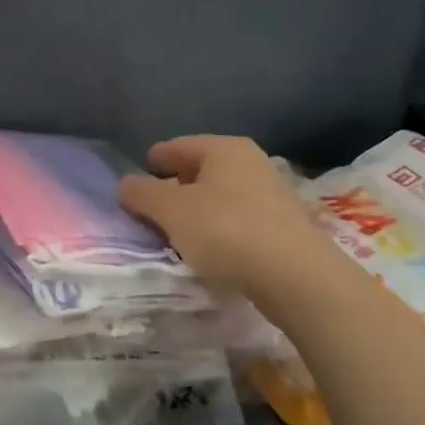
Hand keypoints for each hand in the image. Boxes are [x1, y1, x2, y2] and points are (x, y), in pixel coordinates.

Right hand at [118, 135, 346, 314]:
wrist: (298, 279)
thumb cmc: (227, 231)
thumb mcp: (171, 211)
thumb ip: (142, 194)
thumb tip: (126, 184)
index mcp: (224, 148)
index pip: (178, 146)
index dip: (155, 159)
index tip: (140, 174)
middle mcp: (251, 163)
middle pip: (202, 169)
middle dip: (176, 185)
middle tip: (153, 206)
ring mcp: (273, 194)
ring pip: (222, 195)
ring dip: (199, 210)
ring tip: (178, 232)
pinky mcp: (285, 228)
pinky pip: (239, 220)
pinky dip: (220, 228)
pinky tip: (211, 250)